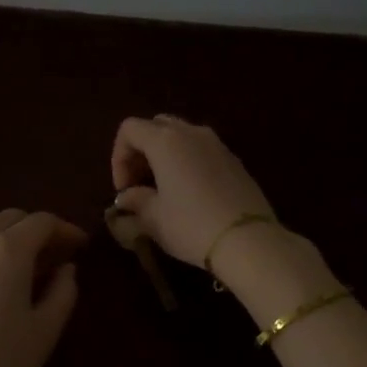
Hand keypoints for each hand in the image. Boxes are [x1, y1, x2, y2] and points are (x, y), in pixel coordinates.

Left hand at [0, 209, 86, 366]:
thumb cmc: (1, 360)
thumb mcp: (45, 329)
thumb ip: (63, 291)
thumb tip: (66, 269)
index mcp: (7, 249)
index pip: (42, 222)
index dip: (66, 229)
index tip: (81, 245)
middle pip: (11, 218)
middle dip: (37, 229)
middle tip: (57, 253)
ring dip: (11, 239)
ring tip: (30, 268)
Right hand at [110, 115, 277, 270]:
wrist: (248, 240)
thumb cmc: (192, 226)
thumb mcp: (154, 218)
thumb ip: (136, 200)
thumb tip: (127, 197)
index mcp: (165, 141)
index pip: (129, 129)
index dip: (118, 157)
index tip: (124, 188)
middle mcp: (191, 133)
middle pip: (156, 126)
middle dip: (141, 151)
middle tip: (139, 183)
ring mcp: (217, 144)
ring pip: (181, 136)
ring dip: (165, 155)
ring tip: (163, 188)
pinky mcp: (234, 160)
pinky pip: (201, 150)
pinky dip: (187, 162)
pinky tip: (189, 193)